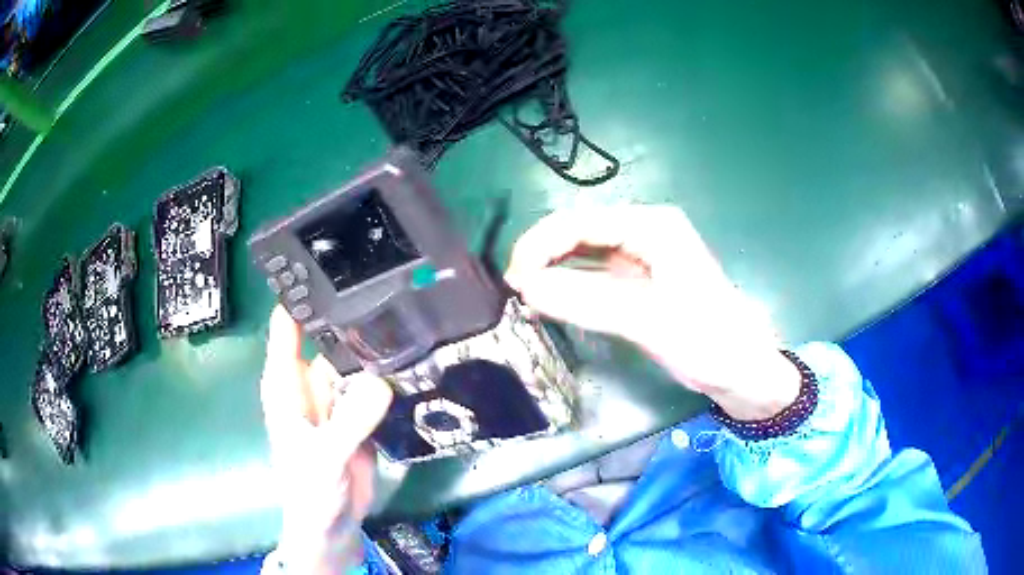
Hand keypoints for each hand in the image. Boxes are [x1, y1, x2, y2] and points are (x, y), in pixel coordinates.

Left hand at [261, 307, 392, 573]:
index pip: (289, 325)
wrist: (334, 524)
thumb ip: (350, 421)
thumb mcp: (324, 456)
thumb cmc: (310, 490)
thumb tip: (381, 381)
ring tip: (409, 314)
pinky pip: (375, 384)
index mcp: (286, 383)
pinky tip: (413, 356)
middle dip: (353, 314)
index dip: (304, 293)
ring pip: (356, 358)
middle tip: (390, 284)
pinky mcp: (360, 413)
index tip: (332, 262)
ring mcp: (337, 397)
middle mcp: (310, 381)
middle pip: (329, 336)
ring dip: (376, 344)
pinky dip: (389, 373)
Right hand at [505, 205, 798, 420]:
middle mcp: (644, 232)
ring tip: (525, 296)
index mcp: (651, 226)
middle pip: (579, 233)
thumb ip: (585, 301)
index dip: (541, 245)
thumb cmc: (707, 340)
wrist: (741, 371)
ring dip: (553, 271)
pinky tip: (551, 301)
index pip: (581, 222)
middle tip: (515, 290)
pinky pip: (594, 276)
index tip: (515, 279)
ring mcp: (641, 256)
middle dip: (543, 256)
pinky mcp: (639, 282)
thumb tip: (527, 288)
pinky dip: (570, 287)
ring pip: (583, 254)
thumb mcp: (647, 320)